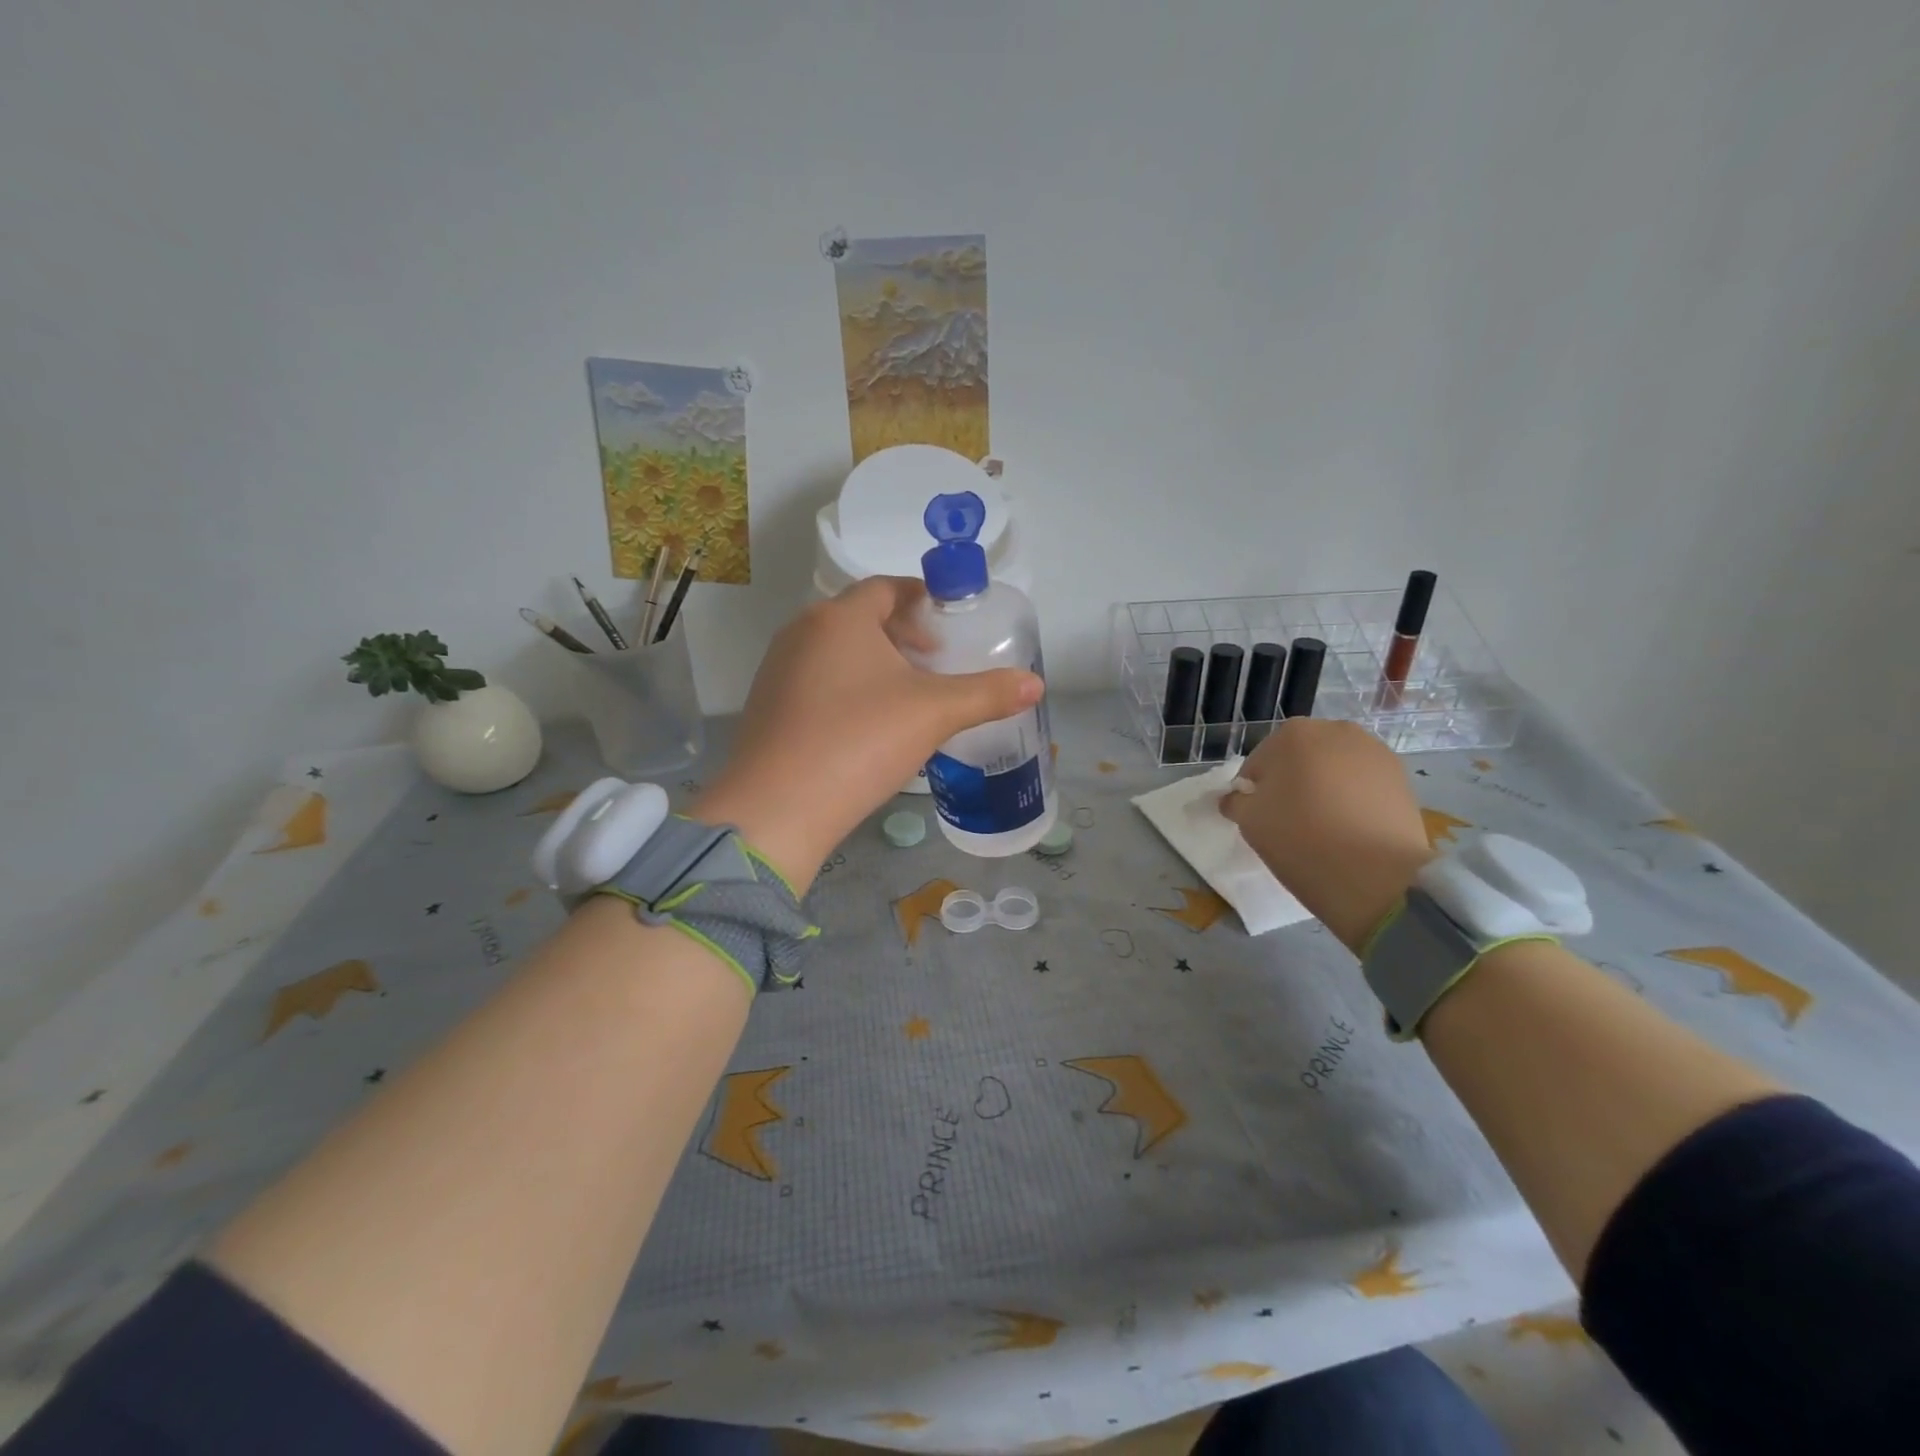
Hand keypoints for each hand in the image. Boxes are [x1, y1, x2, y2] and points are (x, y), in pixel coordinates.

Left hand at [691, 577, 1041, 888]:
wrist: (778, 808)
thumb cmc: (860, 741)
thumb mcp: (934, 713)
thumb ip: (987, 693)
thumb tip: (1035, 683)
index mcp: (840, 617)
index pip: (886, 587)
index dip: (922, 597)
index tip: (950, 620)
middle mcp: (802, 632)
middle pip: (860, 618)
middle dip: (902, 633)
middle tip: (937, 660)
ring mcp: (778, 670)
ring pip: (836, 651)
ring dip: (875, 663)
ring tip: (908, 695)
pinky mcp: (767, 707)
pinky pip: (817, 682)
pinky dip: (847, 689)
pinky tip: (867, 727)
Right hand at [1221, 718, 1434, 952]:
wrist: (1377, 876)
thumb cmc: (1301, 840)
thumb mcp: (1249, 822)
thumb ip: (1236, 802)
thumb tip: (1235, 797)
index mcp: (1291, 734)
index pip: (1258, 764)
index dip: (1253, 792)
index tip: (1259, 818)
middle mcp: (1335, 730)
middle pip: (1299, 759)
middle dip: (1291, 782)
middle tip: (1290, 820)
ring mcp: (1374, 751)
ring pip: (1332, 769)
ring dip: (1323, 787)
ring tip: (1324, 825)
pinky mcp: (1401, 777)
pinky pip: (1361, 782)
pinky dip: (1352, 798)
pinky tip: (1351, 827)